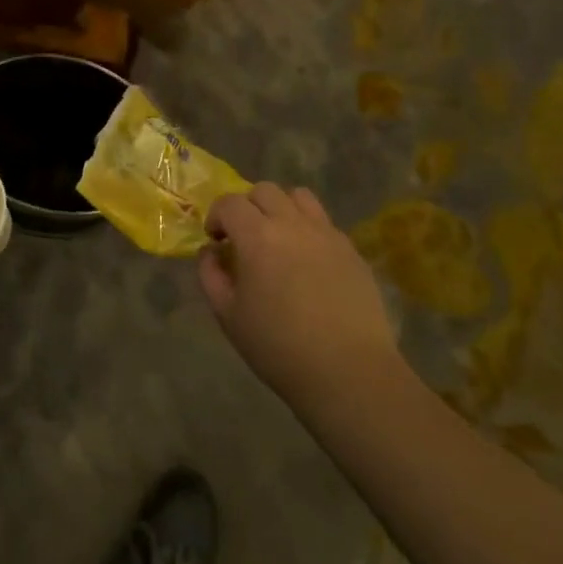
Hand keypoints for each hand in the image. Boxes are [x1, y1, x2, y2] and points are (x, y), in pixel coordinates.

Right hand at [199, 183, 401, 407]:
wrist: (349, 373)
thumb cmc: (279, 347)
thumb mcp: (228, 316)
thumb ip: (211, 275)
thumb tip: (210, 251)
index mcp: (258, 237)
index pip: (230, 203)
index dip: (216, 216)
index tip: (216, 240)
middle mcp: (292, 224)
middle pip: (264, 190)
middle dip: (247, 207)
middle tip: (244, 237)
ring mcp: (326, 234)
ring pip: (299, 197)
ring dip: (281, 208)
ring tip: (279, 237)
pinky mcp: (352, 251)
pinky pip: (324, 223)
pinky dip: (308, 229)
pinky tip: (308, 261)